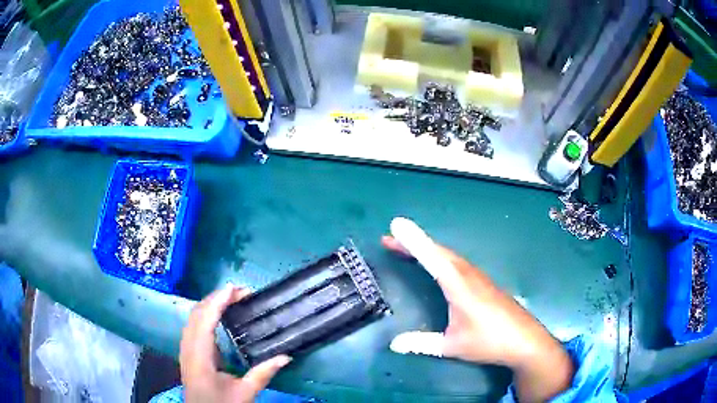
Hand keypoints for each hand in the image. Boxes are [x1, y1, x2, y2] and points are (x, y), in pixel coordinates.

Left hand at [180, 284, 291, 402]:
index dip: (218, 301)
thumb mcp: (245, 393)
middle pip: (197, 313)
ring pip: (193, 316)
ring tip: (231, 298)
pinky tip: (217, 314)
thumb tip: (286, 357)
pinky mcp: (187, 351)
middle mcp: (188, 347)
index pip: (205, 320)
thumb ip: (263, 374)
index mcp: (200, 356)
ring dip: (210, 303)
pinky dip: (206, 312)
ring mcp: (185, 348)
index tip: (235, 288)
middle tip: (240, 292)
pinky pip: (194, 324)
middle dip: (217, 298)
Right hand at [383, 217, 573, 401]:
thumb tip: (393, 344)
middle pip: (439, 252)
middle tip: (390, 238)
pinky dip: (440, 258)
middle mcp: (469, 276)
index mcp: (460, 287)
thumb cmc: (490, 342)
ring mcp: (478, 278)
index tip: (396, 225)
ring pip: (449, 256)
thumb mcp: (453, 346)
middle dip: (414, 243)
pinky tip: (436, 264)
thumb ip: (422, 344)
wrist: (525, 341)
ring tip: (406, 248)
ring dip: (427, 249)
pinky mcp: (484, 283)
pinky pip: (457, 263)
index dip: (413, 242)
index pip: (433, 259)